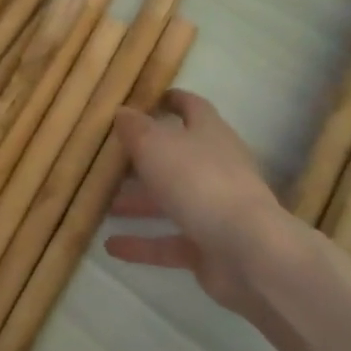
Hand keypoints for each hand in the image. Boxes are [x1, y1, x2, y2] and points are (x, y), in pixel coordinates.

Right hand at [103, 89, 302, 317]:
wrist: (247, 250)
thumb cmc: (199, 183)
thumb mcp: (156, 146)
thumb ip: (135, 128)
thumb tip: (122, 112)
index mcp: (210, 134)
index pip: (192, 108)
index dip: (172, 100)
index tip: (148, 99)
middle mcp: (216, 167)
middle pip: (178, 157)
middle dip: (145, 158)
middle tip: (110, 159)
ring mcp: (215, 209)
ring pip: (171, 200)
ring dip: (139, 202)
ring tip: (104, 205)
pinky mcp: (209, 246)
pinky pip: (170, 241)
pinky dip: (142, 244)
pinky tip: (111, 246)